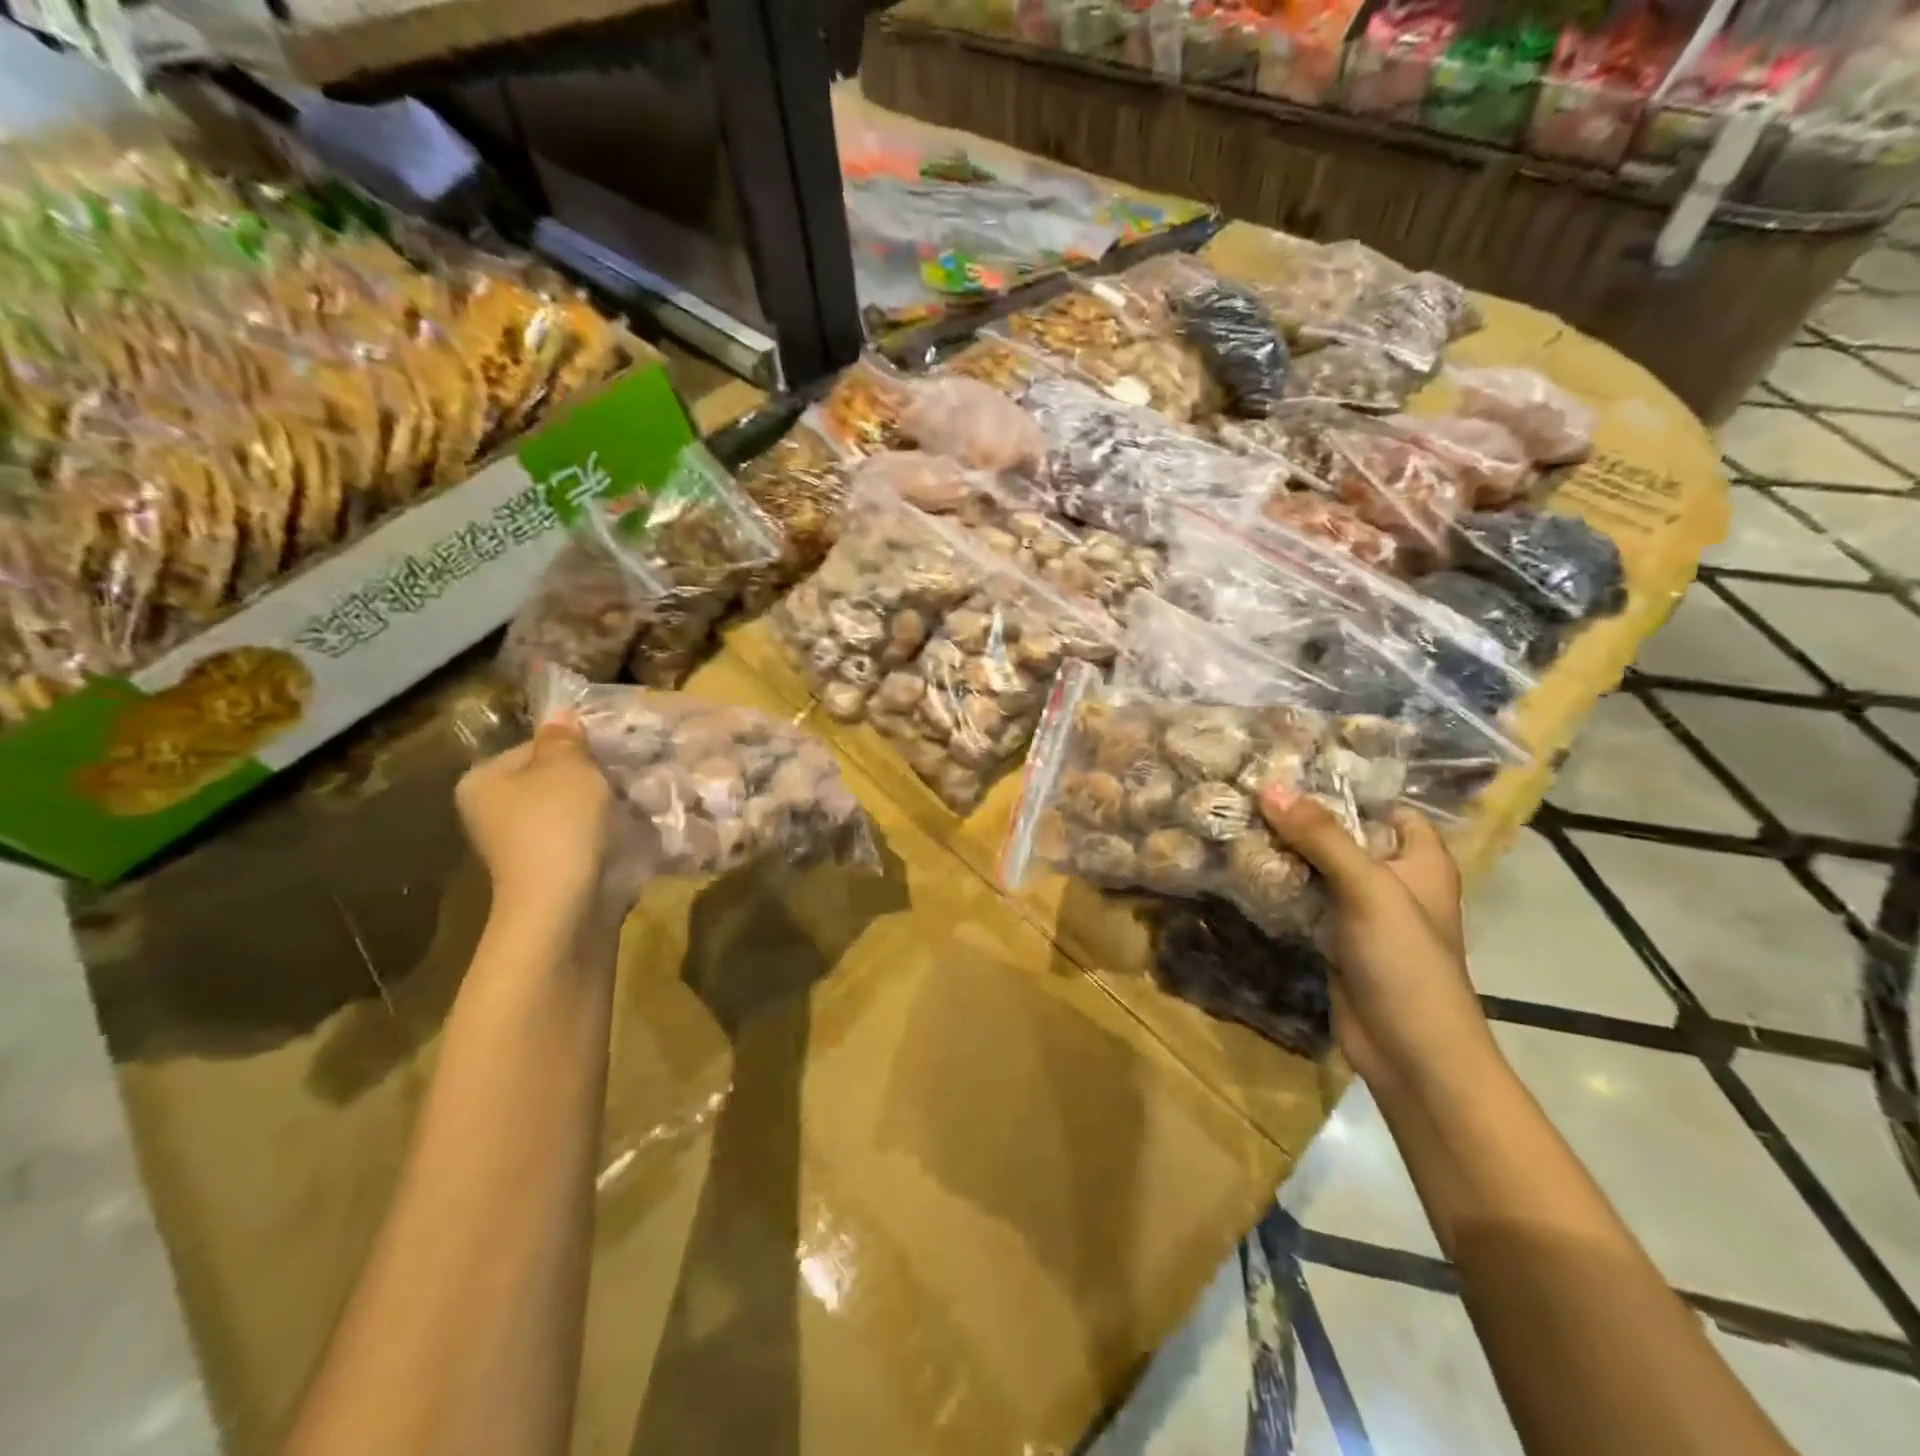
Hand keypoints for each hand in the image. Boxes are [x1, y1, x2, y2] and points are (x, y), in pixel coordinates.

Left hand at [456, 717, 616, 921]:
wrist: (564, 905)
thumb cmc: (558, 823)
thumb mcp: (567, 766)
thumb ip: (566, 738)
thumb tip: (561, 716)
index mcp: (484, 781)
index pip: (536, 746)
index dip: (579, 745)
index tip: (614, 751)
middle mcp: (493, 813)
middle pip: (555, 780)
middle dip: (595, 778)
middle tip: (631, 775)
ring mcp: (522, 847)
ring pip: (574, 812)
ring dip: (606, 807)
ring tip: (639, 803)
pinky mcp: (552, 872)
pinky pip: (585, 841)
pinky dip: (607, 836)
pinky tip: (632, 833)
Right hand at [1258, 786, 1489, 1089]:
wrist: (1411, 1052)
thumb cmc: (1405, 960)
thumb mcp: (1368, 888)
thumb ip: (1320, 836)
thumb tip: (1270, 787)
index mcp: (1420, 860)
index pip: (1383, 806)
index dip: (1343, 787)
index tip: (1289, 768)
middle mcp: (1392, 879)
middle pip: (1343, 835)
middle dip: (1300, 817)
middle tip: (1247, 791)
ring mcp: (1362, 911)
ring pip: (1319, 867)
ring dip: (1284, 850)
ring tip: (1235, 818)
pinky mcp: (1335, 937)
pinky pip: (1304, 899)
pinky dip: (1279, 884)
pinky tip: (1242, 866)